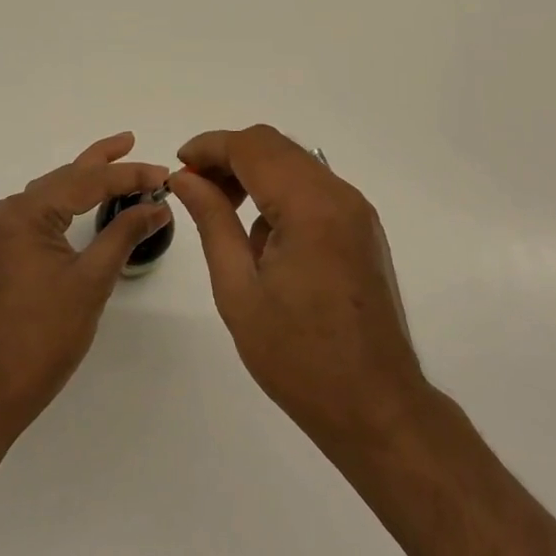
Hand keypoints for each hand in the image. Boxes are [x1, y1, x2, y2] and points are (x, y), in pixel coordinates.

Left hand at [0, 133, 168, 436]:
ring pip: (52, 194)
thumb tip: (157, 205)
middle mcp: (8, 212)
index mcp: (25, 213)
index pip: (87, 181)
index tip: (164, 174)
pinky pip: (41, 214)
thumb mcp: (91, 281)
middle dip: (102, 162)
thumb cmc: (42, 337)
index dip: (128, 175)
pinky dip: (68, 203)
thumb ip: (124, 234)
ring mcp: (1, 233)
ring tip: (116, 163)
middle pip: (65, 178)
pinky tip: (86, 201)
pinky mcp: (3, 252)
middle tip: (132, 141)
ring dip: (85, 180)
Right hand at [172, 125, 426, 450]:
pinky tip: (262, 237)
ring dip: (254, 173)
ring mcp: (356, 210)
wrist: (377, 408)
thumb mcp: (239, 290)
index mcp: (310, 207)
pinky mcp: (362, 228)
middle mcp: (340, 195)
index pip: (252, 147)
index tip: (178, 166)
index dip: (209, 147)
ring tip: (223, 211)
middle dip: (229, 157)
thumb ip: (212, 221)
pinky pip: (313, 188)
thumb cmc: (299, 357)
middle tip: (194, 188)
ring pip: (294, 163)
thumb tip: (185, 178)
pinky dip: (280, 192)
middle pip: (275, 146)